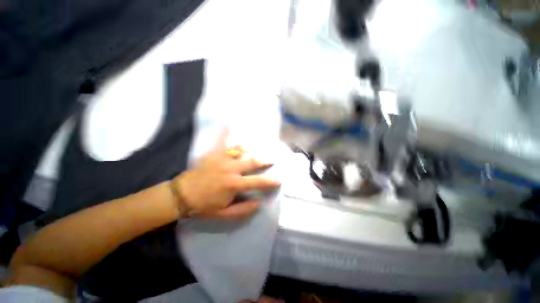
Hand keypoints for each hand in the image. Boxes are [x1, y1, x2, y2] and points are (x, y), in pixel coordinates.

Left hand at [171, 130, 279, 219]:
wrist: (181, 195)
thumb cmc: (203, 206)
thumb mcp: (224, 214)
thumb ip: (242, 210)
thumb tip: (259, 203)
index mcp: (233, 184)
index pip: (257, 182)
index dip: (270, 181)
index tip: (279, 179)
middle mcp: (230, 169)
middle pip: (252, 162)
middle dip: (264, 161)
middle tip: (273, 159)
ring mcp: (221, 159)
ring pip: (240, 150)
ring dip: (251, 148)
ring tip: (259, 144)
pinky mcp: (212, 154)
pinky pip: (221, 141)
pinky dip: (226, 132)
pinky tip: (228, 122)